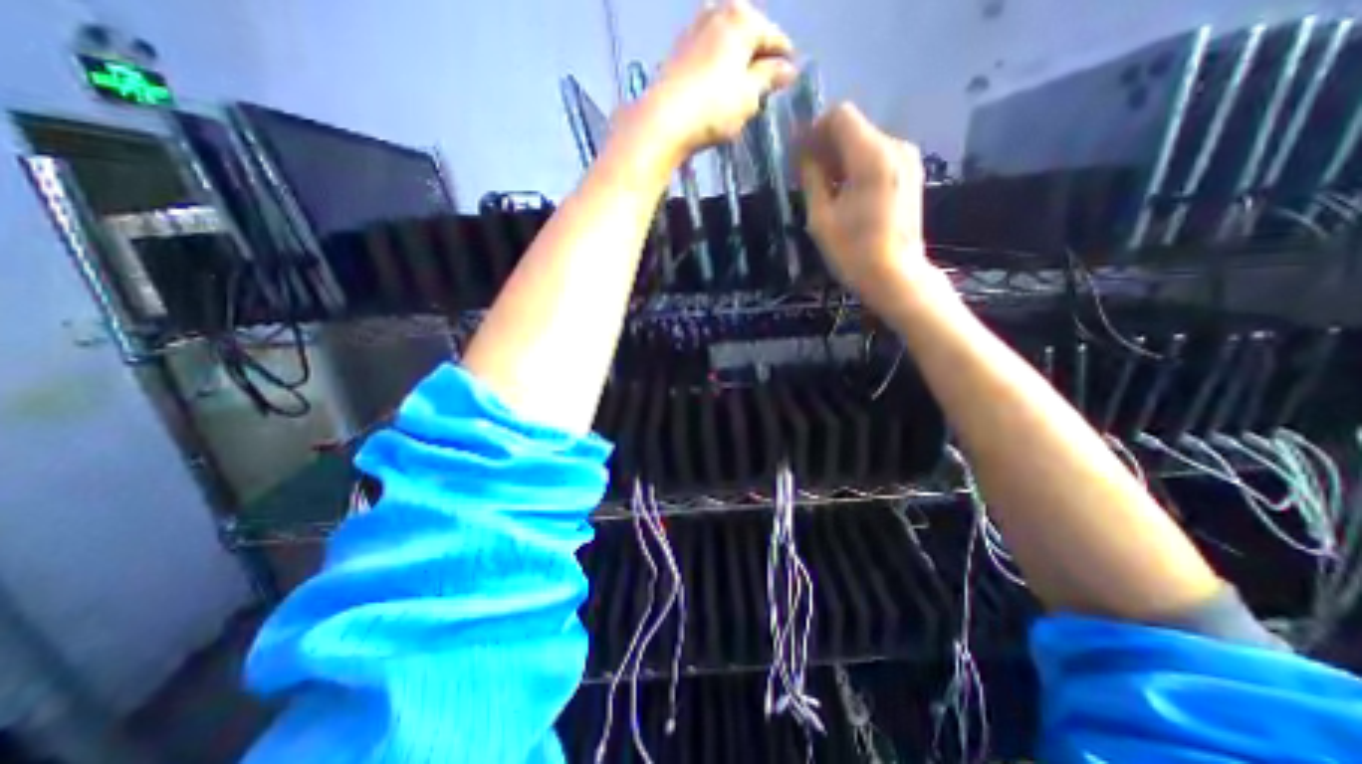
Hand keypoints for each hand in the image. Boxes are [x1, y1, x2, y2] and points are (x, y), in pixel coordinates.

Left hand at [639, 0, 799, 161]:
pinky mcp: (677, 51)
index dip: (784, 60)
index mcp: (742, 18)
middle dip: (758, 58)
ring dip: (736, 61)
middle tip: (764, 85)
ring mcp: (693, 29)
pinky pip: (707, 53)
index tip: (790, 78)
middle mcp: (717, 12)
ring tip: (741, 89)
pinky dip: (717, 66)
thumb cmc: (714, 107)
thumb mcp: (749, 96)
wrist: (664, 120)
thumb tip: (788, 69)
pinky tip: (717, 87)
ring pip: (725, 42)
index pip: (773, 37)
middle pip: (748, 34)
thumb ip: (769, 78)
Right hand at [800, 101, 943, 308]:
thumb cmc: (853, 252)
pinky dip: (857, 166)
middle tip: (804, 174)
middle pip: (853, 127)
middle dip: (825, 145)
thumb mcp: (821, 218)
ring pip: (865, 142)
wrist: (896, 276)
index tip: (798, 154)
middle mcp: (895, 147)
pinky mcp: (910, 174)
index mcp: (872, 156)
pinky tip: (845, 193)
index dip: (814, 129)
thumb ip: (811, 178)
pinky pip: (877, 157)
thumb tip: (803, 154)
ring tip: (823, 188)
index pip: (840, 115)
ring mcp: (907, 160)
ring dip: (840, 157)